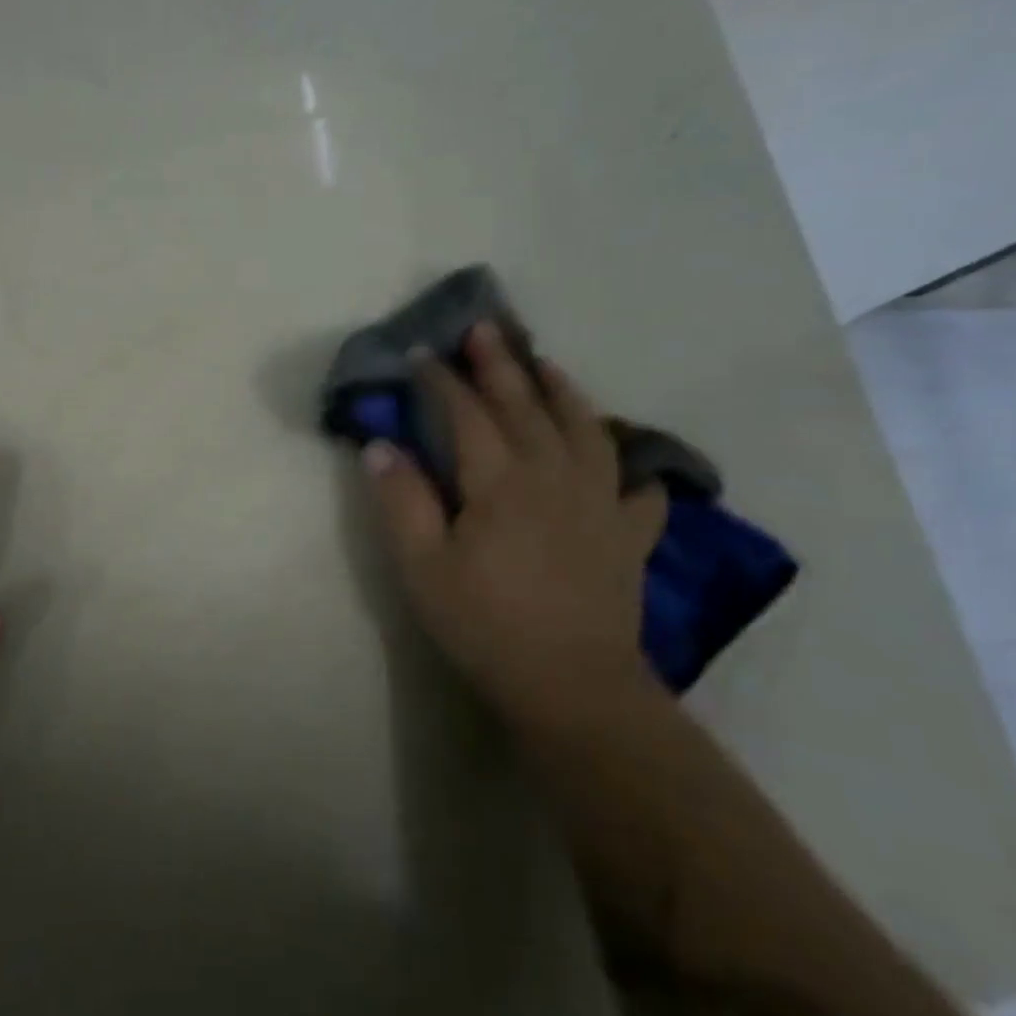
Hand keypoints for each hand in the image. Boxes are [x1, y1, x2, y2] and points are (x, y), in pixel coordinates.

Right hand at [363, 324, 666, 720]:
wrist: (572, 688)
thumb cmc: (485, 625)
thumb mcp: (422, 568)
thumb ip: (401, 502)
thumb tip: (379, 446)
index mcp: (500, 483)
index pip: (467, 415)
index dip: (442, 381)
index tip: (423, 353)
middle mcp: (555, 478)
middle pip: (526, 407)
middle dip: (500, 364)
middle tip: (484, 328)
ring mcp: (601, 504)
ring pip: (586, 430)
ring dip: (563, 390)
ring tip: (547, 363)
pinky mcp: (629, 536)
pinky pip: (636, 486)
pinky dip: (630, 463)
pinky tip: (622, 458)